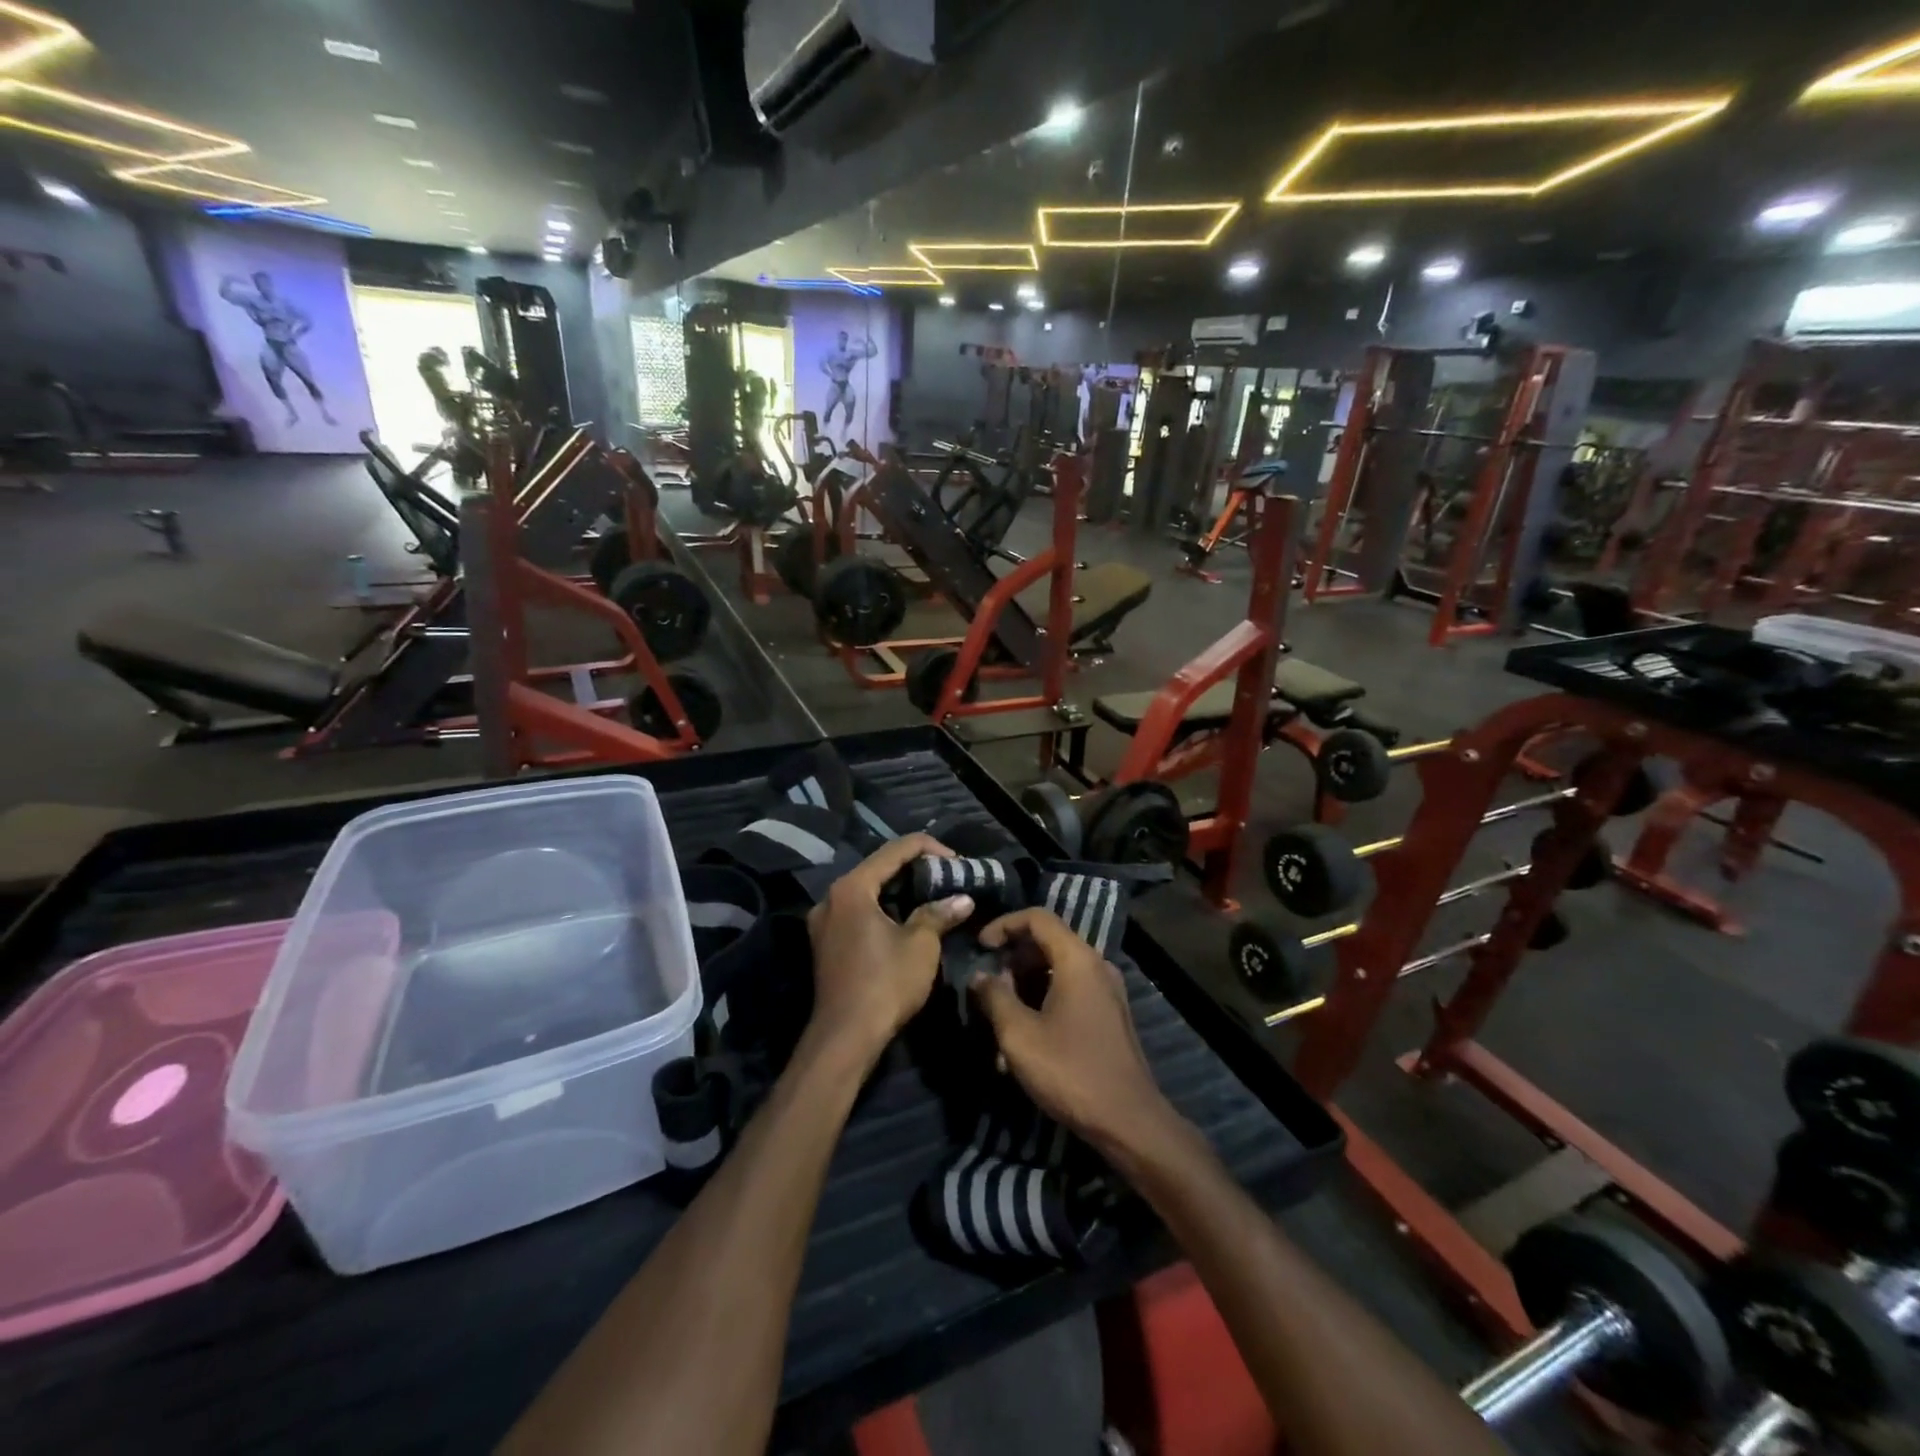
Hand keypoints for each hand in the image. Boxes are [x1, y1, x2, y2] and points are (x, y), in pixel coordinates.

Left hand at [806, 834, 972, 1065]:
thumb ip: (939, 913)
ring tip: (932, 894)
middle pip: (877, 868)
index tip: (957, 861)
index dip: (929, 849)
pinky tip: (907, 917)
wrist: (845, 1038)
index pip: (894, 850)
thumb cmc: (885, 984)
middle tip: (947, 875)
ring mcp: (823, 922)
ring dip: (899, 889)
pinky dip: (883, 908)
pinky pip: (858, 911)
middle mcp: (831, 897)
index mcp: (851, 888)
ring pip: (867, 891)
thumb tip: (963, 899)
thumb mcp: (920, 945)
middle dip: (915, 869)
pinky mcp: (826, 943)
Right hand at [969, 909, 1183, 1162]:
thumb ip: (994, 997)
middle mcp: (1096, 965)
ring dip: (1025, 986)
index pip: (1037, 918)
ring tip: (1000, 1019)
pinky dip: (1044, 1001)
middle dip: (1012, 959)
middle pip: (1048, 942)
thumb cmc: (1070, 1071)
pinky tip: (1026, 1039)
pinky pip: (1070, 992)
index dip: (1003, 925)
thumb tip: (980, 976)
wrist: (1129, 1122)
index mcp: (1077, 959)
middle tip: (987, 986)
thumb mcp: (1019, 1035)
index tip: (979, 947)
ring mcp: (1107, 991)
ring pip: (1057, 970)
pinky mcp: (1109, 1015)